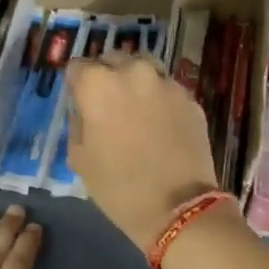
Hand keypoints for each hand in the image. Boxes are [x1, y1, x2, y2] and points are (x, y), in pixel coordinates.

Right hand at [66, 55, 219, 251]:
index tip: (80, 102)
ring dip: (136, 83)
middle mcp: (134, 72)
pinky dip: (160, 100)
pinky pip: (168, 90)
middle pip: (113, 60)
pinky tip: (161, 126)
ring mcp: (167, 84)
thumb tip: (86, 110)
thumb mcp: (80, 159)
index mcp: (99, 84)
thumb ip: (79, 123)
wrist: (178, 208)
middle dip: (107, 77)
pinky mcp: (191, 99)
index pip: (77, 67)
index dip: (77, 85)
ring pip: (144, 69)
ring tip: (136, 110)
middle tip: (108, 106)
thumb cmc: (119, 187)